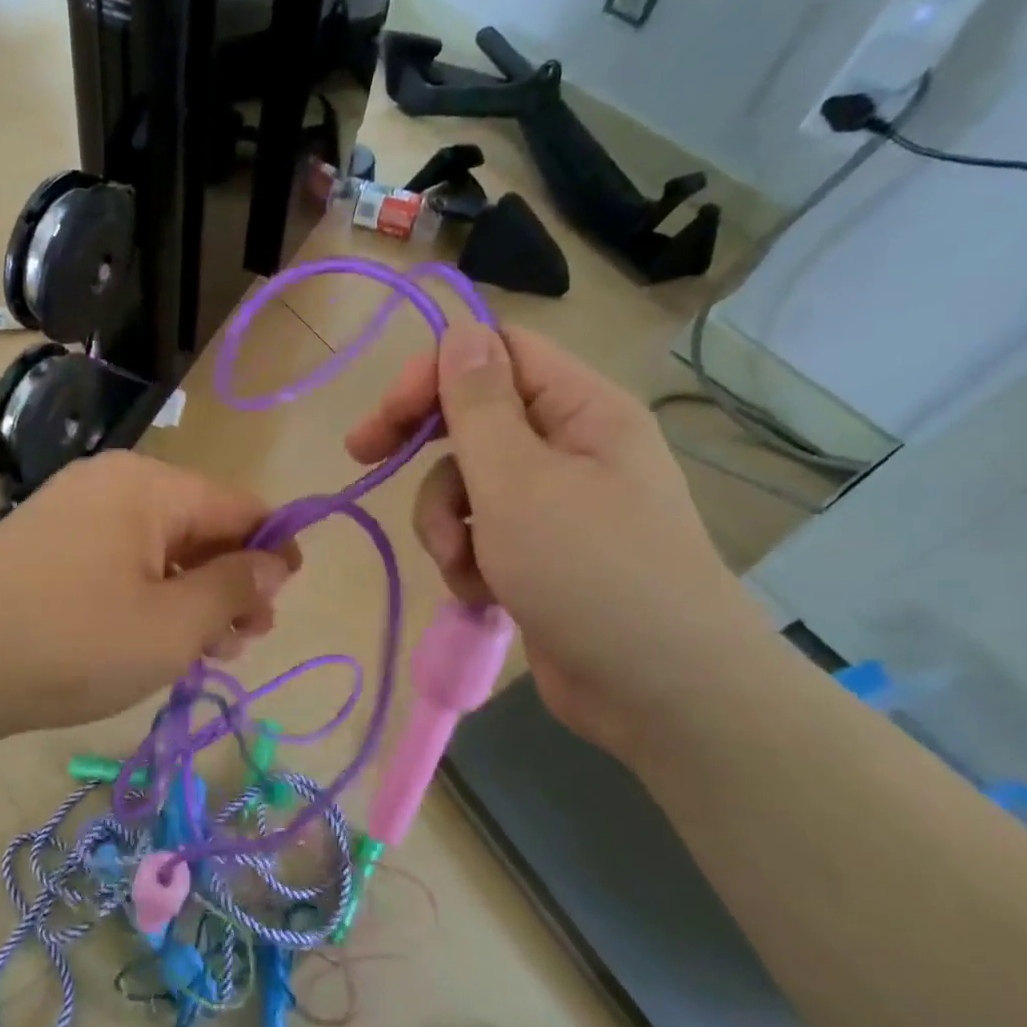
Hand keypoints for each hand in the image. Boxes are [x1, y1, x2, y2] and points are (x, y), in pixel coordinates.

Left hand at [0, 450, 298, 732]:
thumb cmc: (73, 642)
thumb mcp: (172, 626)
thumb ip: (234, 587)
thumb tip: (275, 561)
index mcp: (151, 485)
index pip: (239, 505)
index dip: (274, 548)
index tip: (287, 596)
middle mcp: (114, 481)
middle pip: (198, 524)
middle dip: (230, 580)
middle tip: (243, 640)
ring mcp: (74, 507)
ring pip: (159, 544)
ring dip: (190, 592)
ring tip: (204, 649)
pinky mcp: (47, 539)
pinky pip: (119, 555)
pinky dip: (148, 591)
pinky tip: (152, 634)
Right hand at [346, 322, 769, 759]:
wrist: (662, 695)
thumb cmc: (589, 572)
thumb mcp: (517, 481)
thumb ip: (478, 403)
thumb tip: (459, 330)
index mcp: (580, 409)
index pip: (495, 353)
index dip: (433, 374)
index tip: (384, 418)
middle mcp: (570, 446)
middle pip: (472, 417)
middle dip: (424, 449)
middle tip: (365, 459)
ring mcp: (555, 504)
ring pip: (466, 483)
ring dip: (445, 522)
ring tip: (462, 565)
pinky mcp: (540, 553)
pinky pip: (479, 532)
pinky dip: (468, 559)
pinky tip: (482, 593)